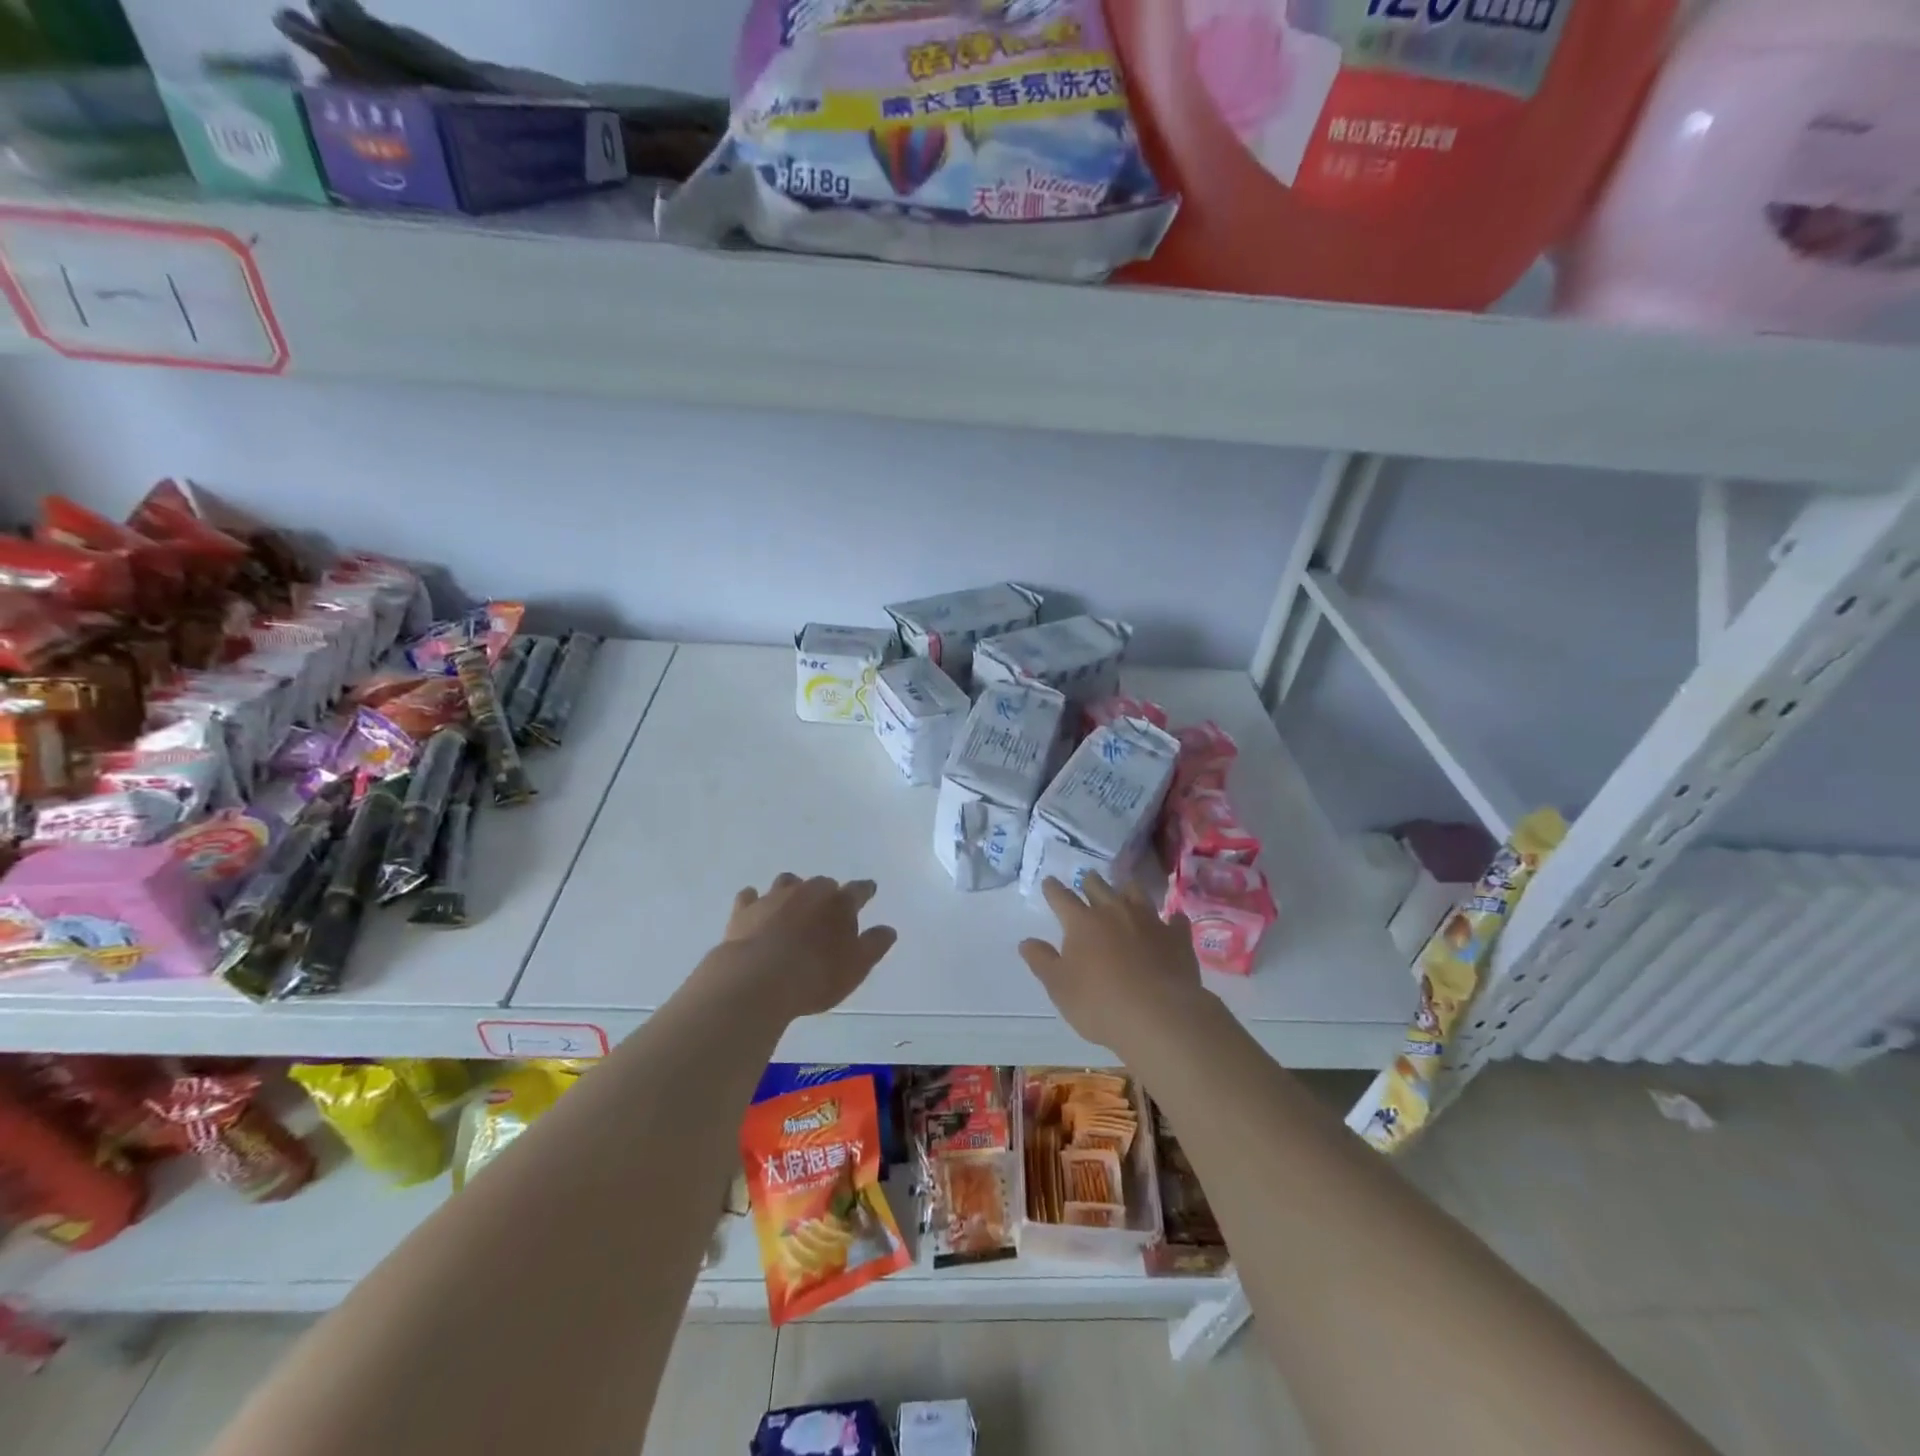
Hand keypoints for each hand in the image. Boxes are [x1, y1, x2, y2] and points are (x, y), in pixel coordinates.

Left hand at [709, 873, 897, 1019]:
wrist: (757, 981)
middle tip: (827, 912)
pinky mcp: (744, 910)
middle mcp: (808, 892)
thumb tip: (888, 929)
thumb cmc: (815, 976)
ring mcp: (773, 898)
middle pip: (822, 884)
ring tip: (793, 907)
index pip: (859, 890)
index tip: (869, 890)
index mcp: (839, 903)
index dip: (866, 890)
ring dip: (793, 891)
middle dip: (827, 893)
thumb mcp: (856, 967)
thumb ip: (874, 945)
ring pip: (787, 883)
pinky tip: (755, 908)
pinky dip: (755, 900)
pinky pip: (750, 896)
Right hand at [1020, 874, 1208, 1054]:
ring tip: (1125, 890)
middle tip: (1088, 878)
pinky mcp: (1177, 937)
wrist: (1159, 1016)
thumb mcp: (1059, 987)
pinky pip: (1174, 920)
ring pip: (1136, 893)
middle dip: (1090, 881)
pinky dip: (1170, 919)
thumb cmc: (1099, 1003)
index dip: (1053, 889)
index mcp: (1082, 922)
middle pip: (1099, 887)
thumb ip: (1042, 961)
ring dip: (1128, 890)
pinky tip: (1171, 920)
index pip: (1062, 898)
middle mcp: (1114, 912)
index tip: (1049, 882)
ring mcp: (1149, 921)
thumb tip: (1026, 942)